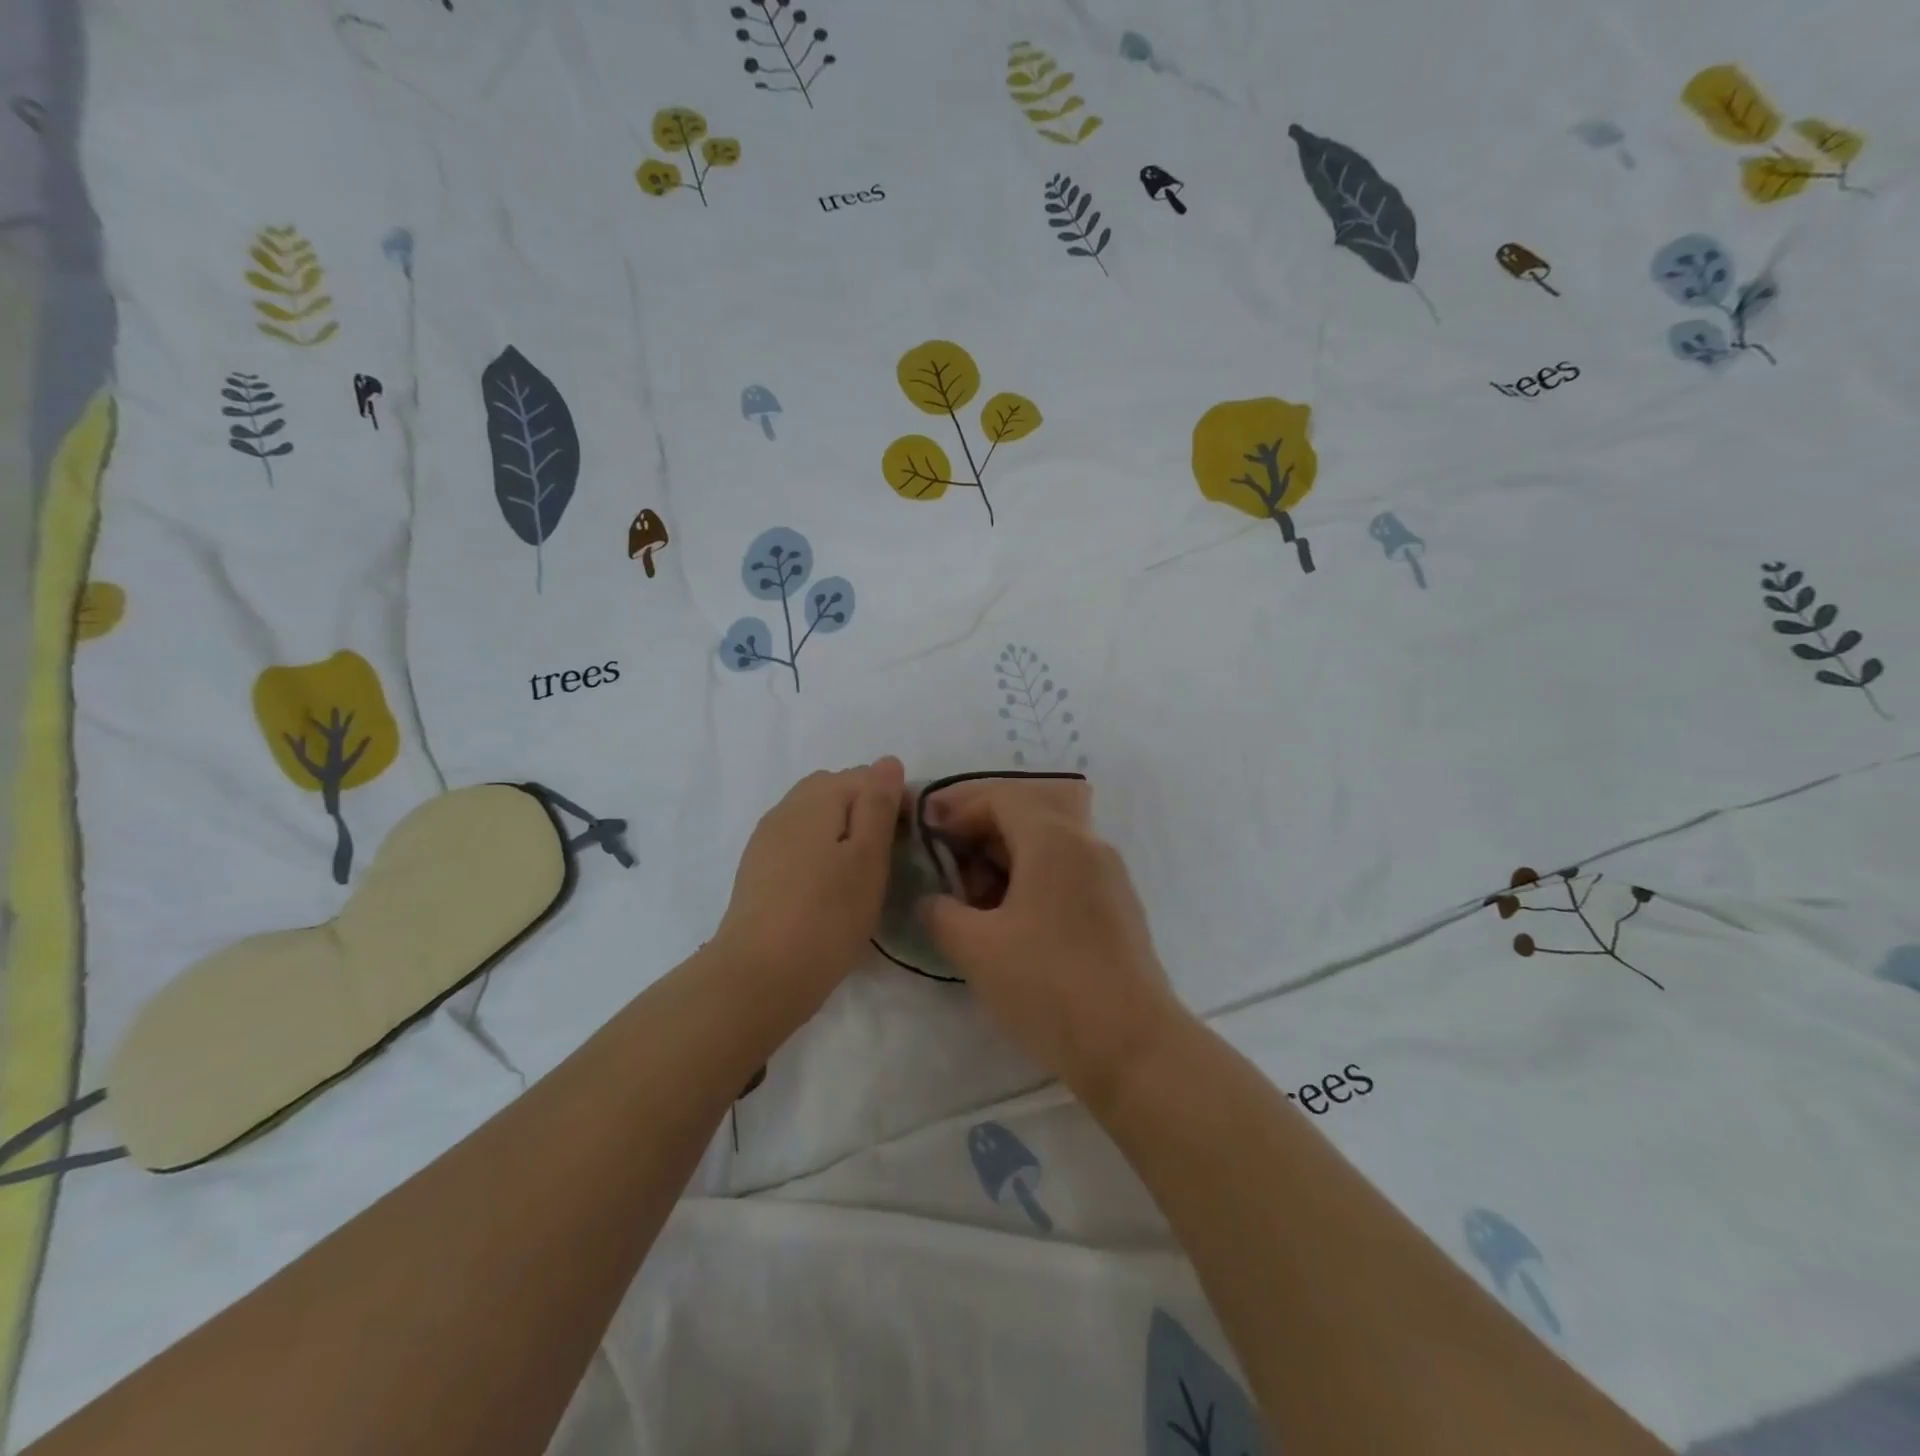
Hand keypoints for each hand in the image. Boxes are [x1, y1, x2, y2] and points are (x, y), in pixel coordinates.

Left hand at [712, 758, 905, 1012]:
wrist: (759, 976)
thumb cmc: (828, 915)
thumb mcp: (868, 856)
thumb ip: (878, 803)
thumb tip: (887, 761)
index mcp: (817, 797)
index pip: (867, 777)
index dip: (895, 803)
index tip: (909, 843)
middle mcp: (786, 807)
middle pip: (837, 792)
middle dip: (866, 814)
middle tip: (886, 859)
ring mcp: (767, 838)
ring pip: (816, 819)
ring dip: (842, 834)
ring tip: (859, 877)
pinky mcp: (758, 869)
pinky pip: (798, 844)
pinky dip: (820, 854)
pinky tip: (828, 889)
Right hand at [915, 777, 1186, 1100]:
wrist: (1131, 1045)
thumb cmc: (1047, 984)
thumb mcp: (975, 948)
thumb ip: (940, 912)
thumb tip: (933, 901)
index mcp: (1053, 839)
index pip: (1000, 797)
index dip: (958, 809)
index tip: (928, 836)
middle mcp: (1086, 844)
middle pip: (1026, 815)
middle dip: (979, 835)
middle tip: (946, 868)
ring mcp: (1108, 876)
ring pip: (1047, 846)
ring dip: (1005, 860)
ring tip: (972, 900)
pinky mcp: (1117, 907)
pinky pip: (1066, 873)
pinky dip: (1032, 881)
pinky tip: (1010, 921)